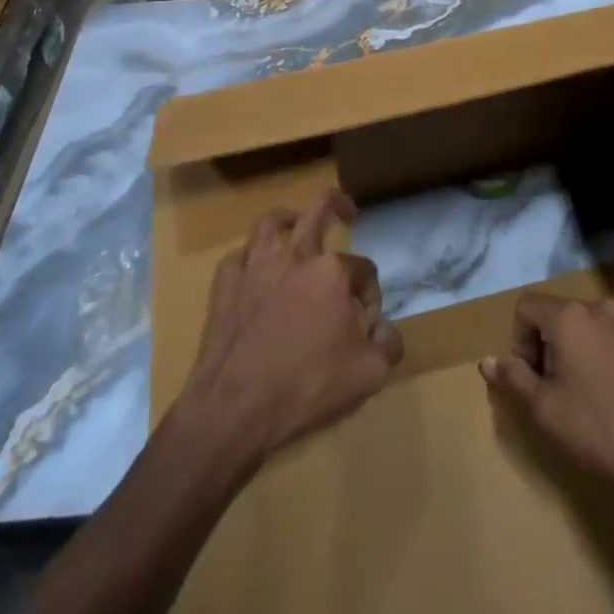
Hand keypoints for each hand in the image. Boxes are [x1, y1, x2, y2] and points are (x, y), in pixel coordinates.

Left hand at [179, 190, 402, 468]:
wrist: (235, 408)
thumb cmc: (307, 386)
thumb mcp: (369, 374)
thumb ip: (388, 344)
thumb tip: (383, 328)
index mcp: (331, 271)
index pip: (363, 267)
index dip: (371, 293)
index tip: (366, 323)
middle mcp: (294, 255)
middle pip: (319, 208)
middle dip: (338, 204)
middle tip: (347, 212)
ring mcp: (254, 265)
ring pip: (271, 222)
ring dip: (288, 219)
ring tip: (295, 225)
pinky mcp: (225, 284)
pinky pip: (239, 256)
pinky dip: (250, 258)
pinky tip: (255, 272)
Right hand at [480, 293, 613, 512]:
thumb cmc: (606, 431)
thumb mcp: (548, 412)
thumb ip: (515, 379)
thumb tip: (487, 361)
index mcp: (572, 317)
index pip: (527, 307)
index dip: (520, 341)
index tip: (533, 379)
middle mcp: (605, 308)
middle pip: (563, 316)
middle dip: (553, 348)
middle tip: (560, 393)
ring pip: (597, 328)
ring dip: (587, 353)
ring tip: (596, 398)